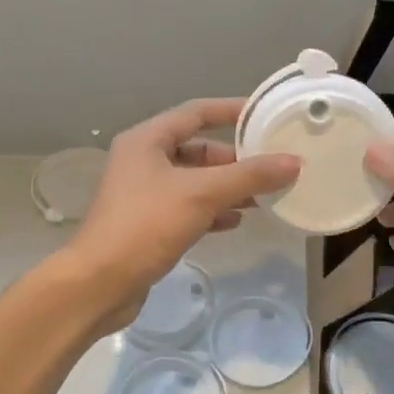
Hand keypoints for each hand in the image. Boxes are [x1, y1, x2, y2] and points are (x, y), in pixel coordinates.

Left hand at [63, 99, 299, 330]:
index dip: (231, 110)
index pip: (195, 112)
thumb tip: (293, 162)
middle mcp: (142, 161)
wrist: (99, 283)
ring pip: (194, 181)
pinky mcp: (148, 223)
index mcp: (147, 140)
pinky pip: (187, 207)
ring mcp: (144, 194)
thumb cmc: (146, 225)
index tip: (264, 115)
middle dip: (234, 158)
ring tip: (262, 196)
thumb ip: (248, 176)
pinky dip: (212, 210)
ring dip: (227, 187)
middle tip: (270, 165)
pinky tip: (236, 221)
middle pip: (197, 149)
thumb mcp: (201, 194)